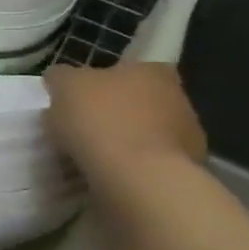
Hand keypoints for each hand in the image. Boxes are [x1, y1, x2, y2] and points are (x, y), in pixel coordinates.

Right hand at [43, 63, 206, 183]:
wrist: (139, 179)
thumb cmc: (101, 119)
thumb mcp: (64, 86)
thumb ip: (61, 78)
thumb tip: (60, 80)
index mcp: (153, 70)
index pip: (128, 70)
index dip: (103, 83)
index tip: (82, 100)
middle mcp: (179, 98)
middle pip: (139, 102)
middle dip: (116, 113)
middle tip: (84, 129)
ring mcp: (188, 138)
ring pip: (147, 134)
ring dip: (126, 143)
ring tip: (95, 159)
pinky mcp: (188, 173)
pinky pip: (151, 165)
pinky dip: (134, 169)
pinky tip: (112, 177)